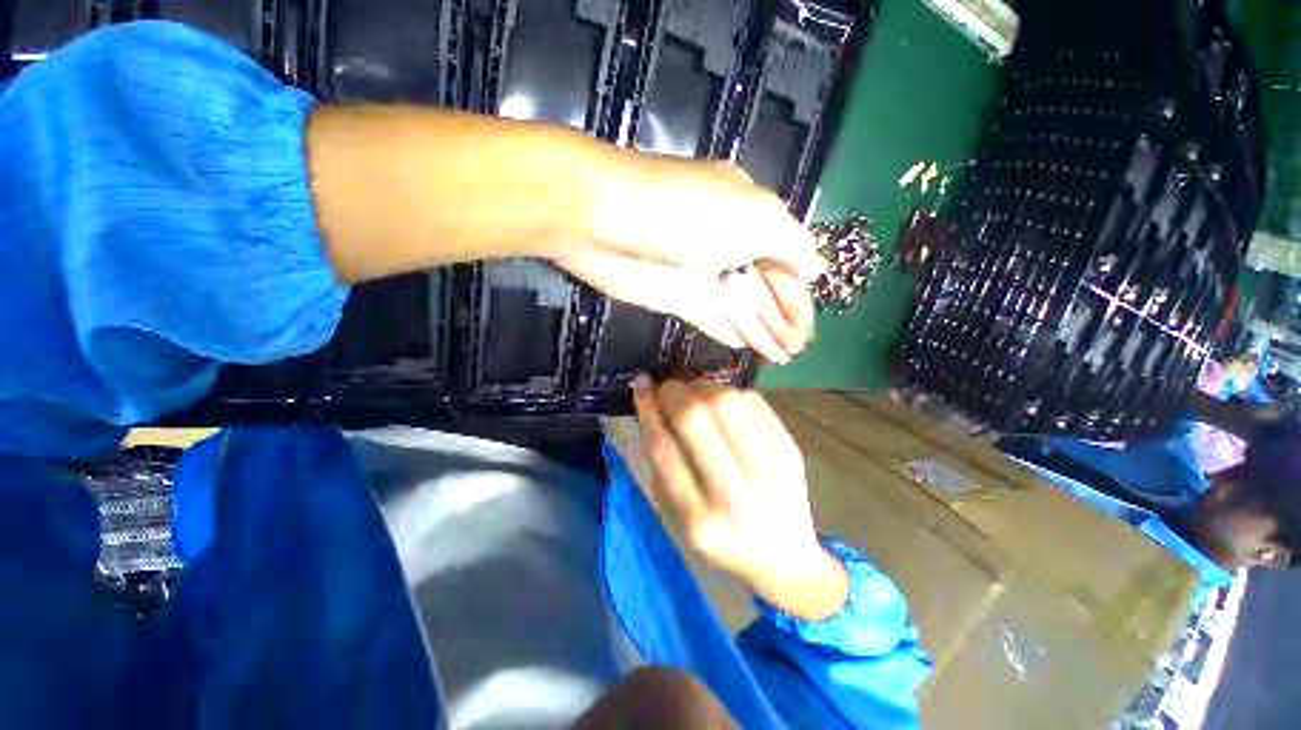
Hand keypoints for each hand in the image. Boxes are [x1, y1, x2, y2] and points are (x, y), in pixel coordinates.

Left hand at [552, 157, 819, 363]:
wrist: (607, 220)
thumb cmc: (688, 214)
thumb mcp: (755, 217)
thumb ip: (790, 244)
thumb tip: (817, 269)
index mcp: (747, 215)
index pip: (784, 259)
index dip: (798, 295)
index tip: (810, 327)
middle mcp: (726, 244)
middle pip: (761, 288)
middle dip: (781, 318)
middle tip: (797, 350)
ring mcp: (698, 273)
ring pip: (737, 306)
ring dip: (759, 330)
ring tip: (780, 358)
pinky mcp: (674, 297)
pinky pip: (708, 316)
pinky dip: (726, 331)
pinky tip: (743, 347)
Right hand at [632, 379, 848, 620]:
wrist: (784, 557)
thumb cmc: (722, 539)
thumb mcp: (681, 517)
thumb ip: (663, 465)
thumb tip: (652, 405)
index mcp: (699, 520)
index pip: (664, 450)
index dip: (648, 411)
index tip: (641, 389)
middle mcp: (735, 495)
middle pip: (695, 418)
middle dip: (673, 391)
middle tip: (667, 387)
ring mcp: (769, 469)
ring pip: (726, 401)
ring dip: (701, 386)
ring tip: (693, 391)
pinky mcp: (789, 450)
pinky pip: (752, 401)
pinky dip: (728, 391)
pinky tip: (720, 399)